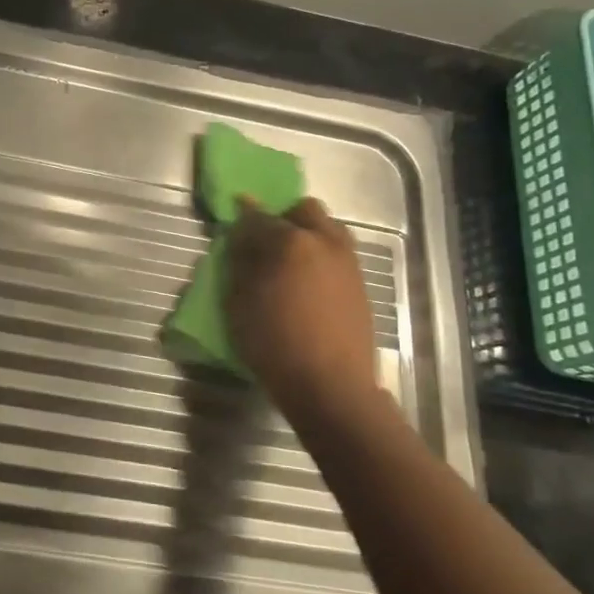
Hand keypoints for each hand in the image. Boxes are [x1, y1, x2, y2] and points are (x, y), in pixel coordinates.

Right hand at [225, 197, 381, 418]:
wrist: (330, 384)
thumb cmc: (274, 344)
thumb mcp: (238, 305)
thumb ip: (239, 266)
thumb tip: (240, 245)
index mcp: (289, 242)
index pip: (258, 217)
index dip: (242, 218)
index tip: (233, 221)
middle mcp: (323, 241)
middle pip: (303, 210)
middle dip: (283, 218)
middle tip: (265, 242)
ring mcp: (347, 260)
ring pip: (327, 228)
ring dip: (307, 234)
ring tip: (289, 262)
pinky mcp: (360, 282)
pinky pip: (338, 253)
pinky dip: (321, 256)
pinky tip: (308, 282)